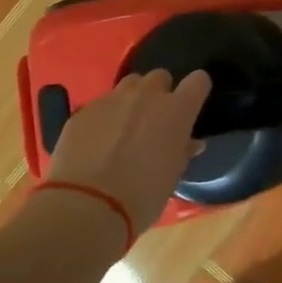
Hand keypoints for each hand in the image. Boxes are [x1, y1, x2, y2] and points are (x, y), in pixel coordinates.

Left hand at [45, 69, 211, 236]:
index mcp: (176, 111)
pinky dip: (105, 117)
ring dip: (132, 99)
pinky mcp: (83, 110)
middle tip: (155, 120)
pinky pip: (101, 104)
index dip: (196, 90)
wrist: (88, 205)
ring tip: (125, 126)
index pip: (198, 81)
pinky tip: (98, 142)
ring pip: (129, 85)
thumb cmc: (142, 196)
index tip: (192, 105)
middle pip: (159, 76)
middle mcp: (146, 95)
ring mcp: (111, 99)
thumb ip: (182, 151)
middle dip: (160, 93)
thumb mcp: (172, 177)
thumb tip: (190, 143)